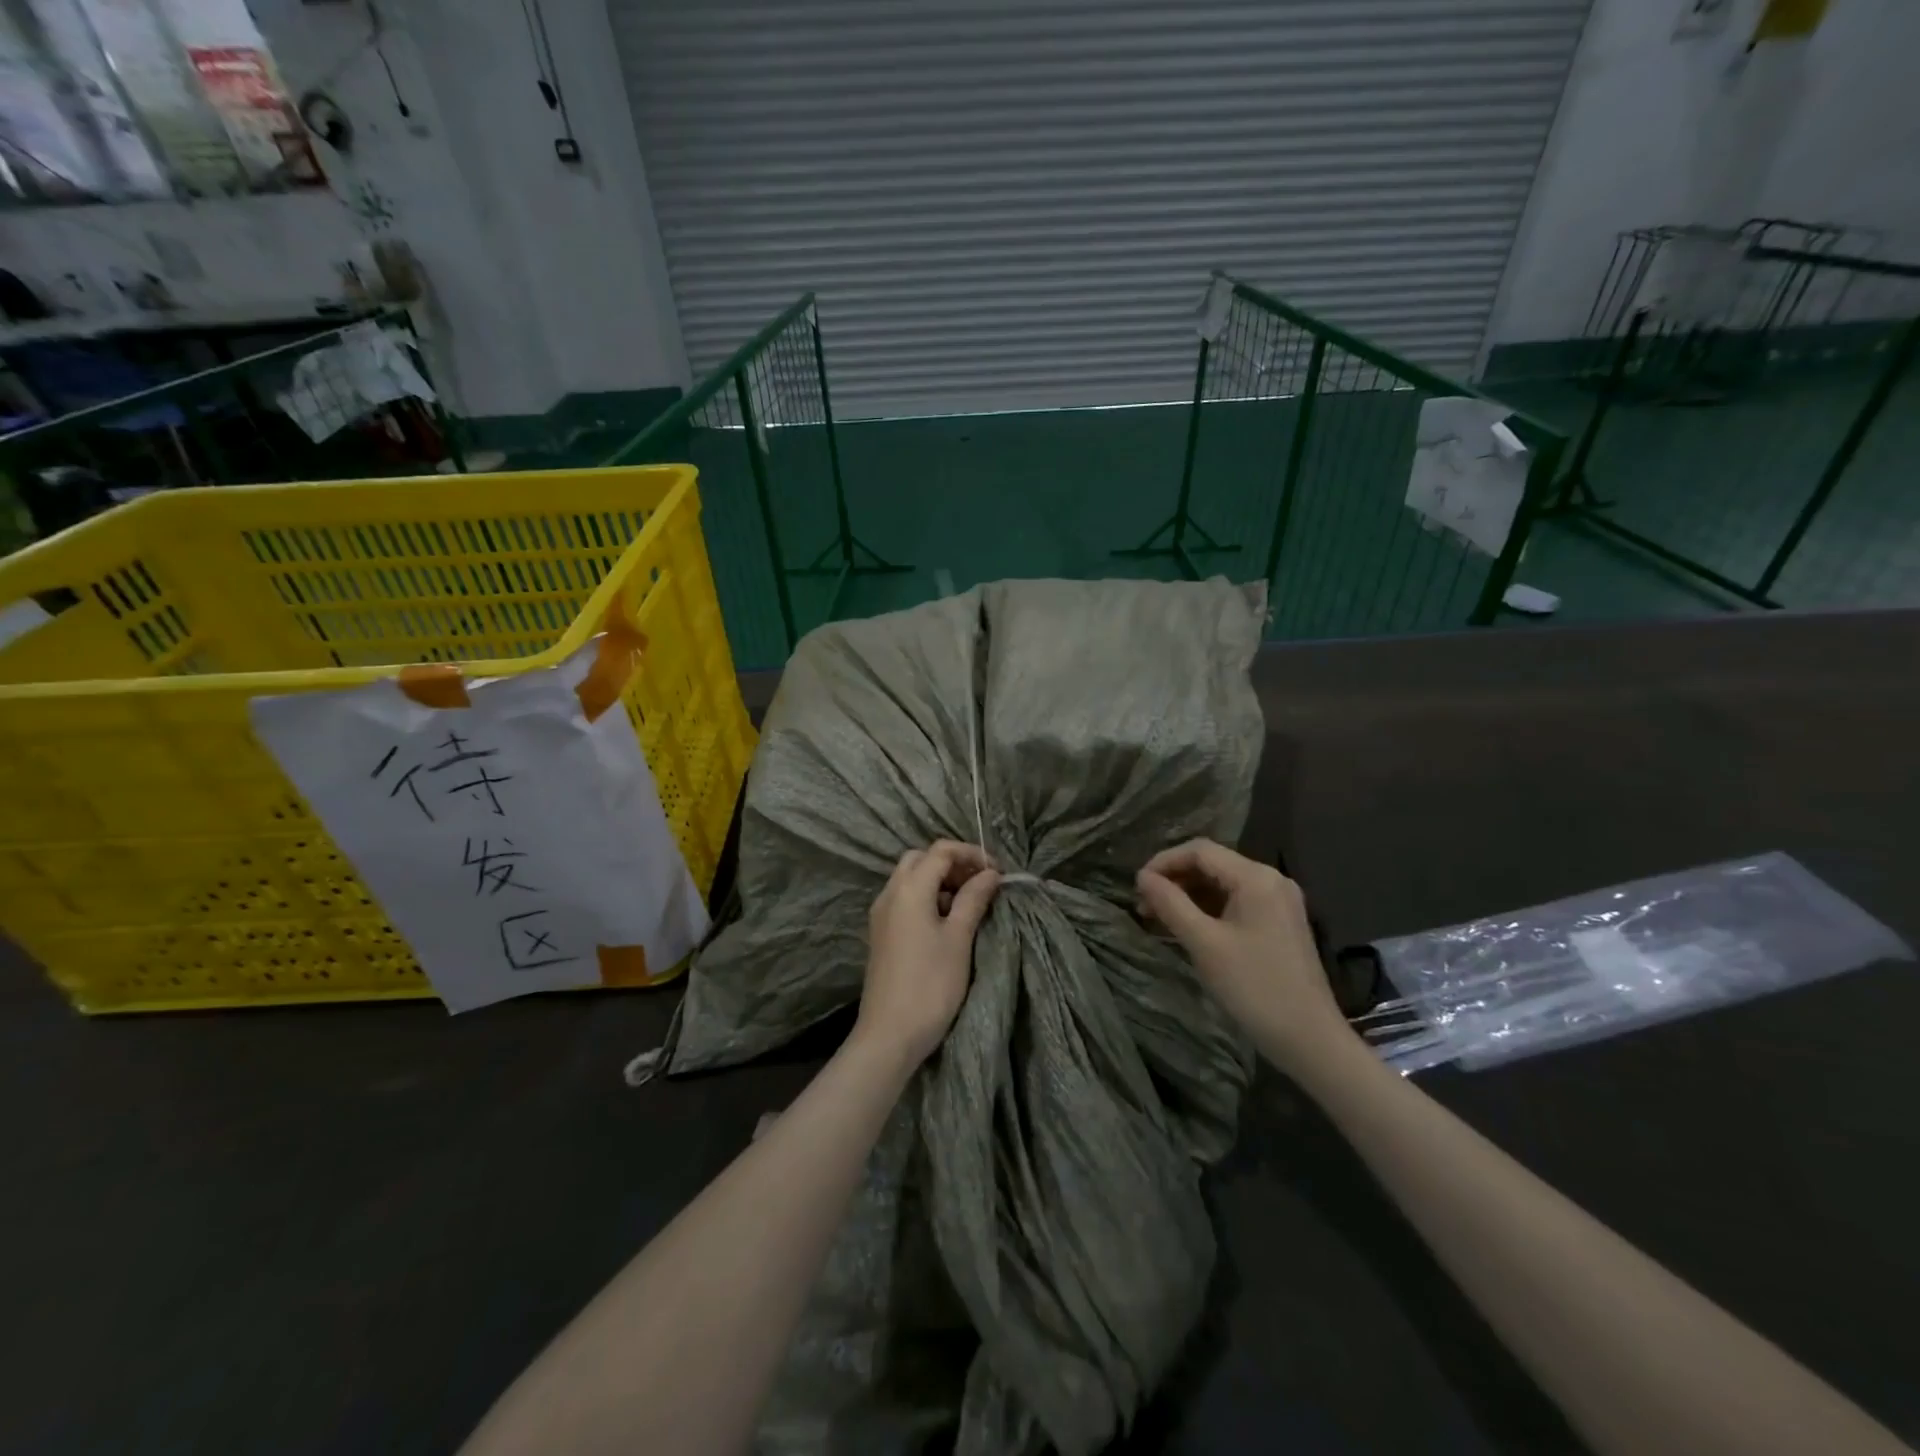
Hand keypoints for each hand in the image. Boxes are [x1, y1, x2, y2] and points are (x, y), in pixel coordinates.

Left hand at [856, 841, 1001, 1067]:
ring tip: (969, 904)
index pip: (940, 850)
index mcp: (909, 889)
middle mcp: (890, 893)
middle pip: (921, 859)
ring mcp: (881, 914)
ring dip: (939, 880)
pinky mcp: (881, 933)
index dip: (971, 854)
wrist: (889, 1034)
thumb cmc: (931, 984)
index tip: (996, 873)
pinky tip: (947, 922)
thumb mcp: (959, 938)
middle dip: (952, 863)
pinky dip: (927, 898)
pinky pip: (904, 899)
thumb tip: (990, 874)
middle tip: (980, 884)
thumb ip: (974, 899)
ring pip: (910, 879)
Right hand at [1136, 839, 1348, 1072]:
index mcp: (1256, 877)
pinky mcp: (1278, 923)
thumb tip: (1142, 877)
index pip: (1200, 851)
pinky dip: (1207, 910)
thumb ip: (1171, 904)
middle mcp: (1270, 880)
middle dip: (1174, 880)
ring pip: (1222, 885)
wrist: (1309, 1040)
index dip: (1164, 862)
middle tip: (1143, 906)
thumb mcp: (1204, 944)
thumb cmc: (1254, 987)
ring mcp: (1278, 902)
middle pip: (1212, 865)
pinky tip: (1185, 928)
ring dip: (1188, 896)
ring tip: (1157, 918)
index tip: (1137, 886)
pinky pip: (1235, 903)